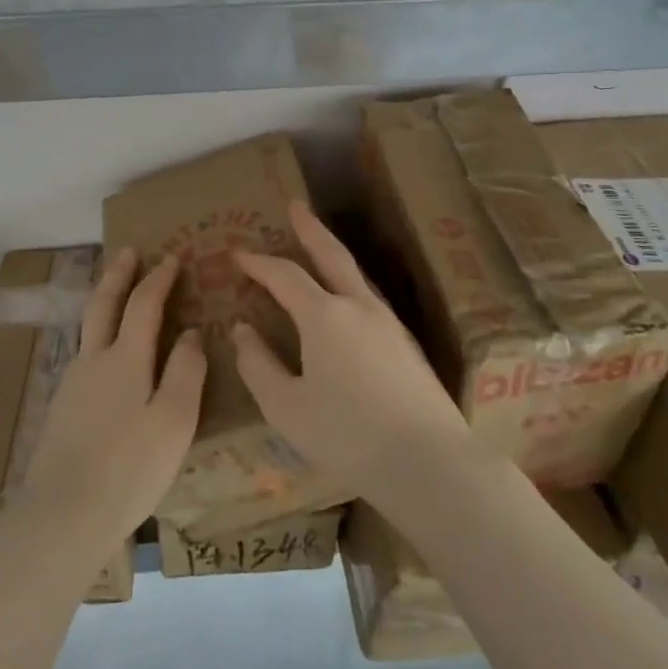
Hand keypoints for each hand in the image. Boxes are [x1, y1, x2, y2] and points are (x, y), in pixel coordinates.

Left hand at [17, 249, 206, 554]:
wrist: (62, 515)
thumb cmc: (129, 468)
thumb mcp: (175, 421)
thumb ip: (186, 371)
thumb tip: (190, 332)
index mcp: (125, 359)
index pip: (144, 303)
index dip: (160, 278)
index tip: (173, 257)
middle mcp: (94, 360)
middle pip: (104, 303)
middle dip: (118, 274)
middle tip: (128, 251)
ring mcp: (72, 383)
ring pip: (88, 327)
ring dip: (104, 300)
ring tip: (116, 293)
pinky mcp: (62, 408)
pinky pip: (83, 353)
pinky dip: (97, 333)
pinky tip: (103, 353)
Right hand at [232, 201, 473, 501]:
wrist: (430, 462)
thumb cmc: (348, 435)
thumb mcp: (287, 408)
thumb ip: (258, 365)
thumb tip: (243, 330)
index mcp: (325, 316)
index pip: (284, 275)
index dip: (258, 262)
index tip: (237, 253)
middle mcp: (358, 306)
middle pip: (331, 253)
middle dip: (310, 228)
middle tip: (295, 205)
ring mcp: (388, 322)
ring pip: (354, 274)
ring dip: (331, 253)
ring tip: (316, 247)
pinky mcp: (406, 343)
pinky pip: (368, 297)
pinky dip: (347, 283)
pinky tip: (345, 300)